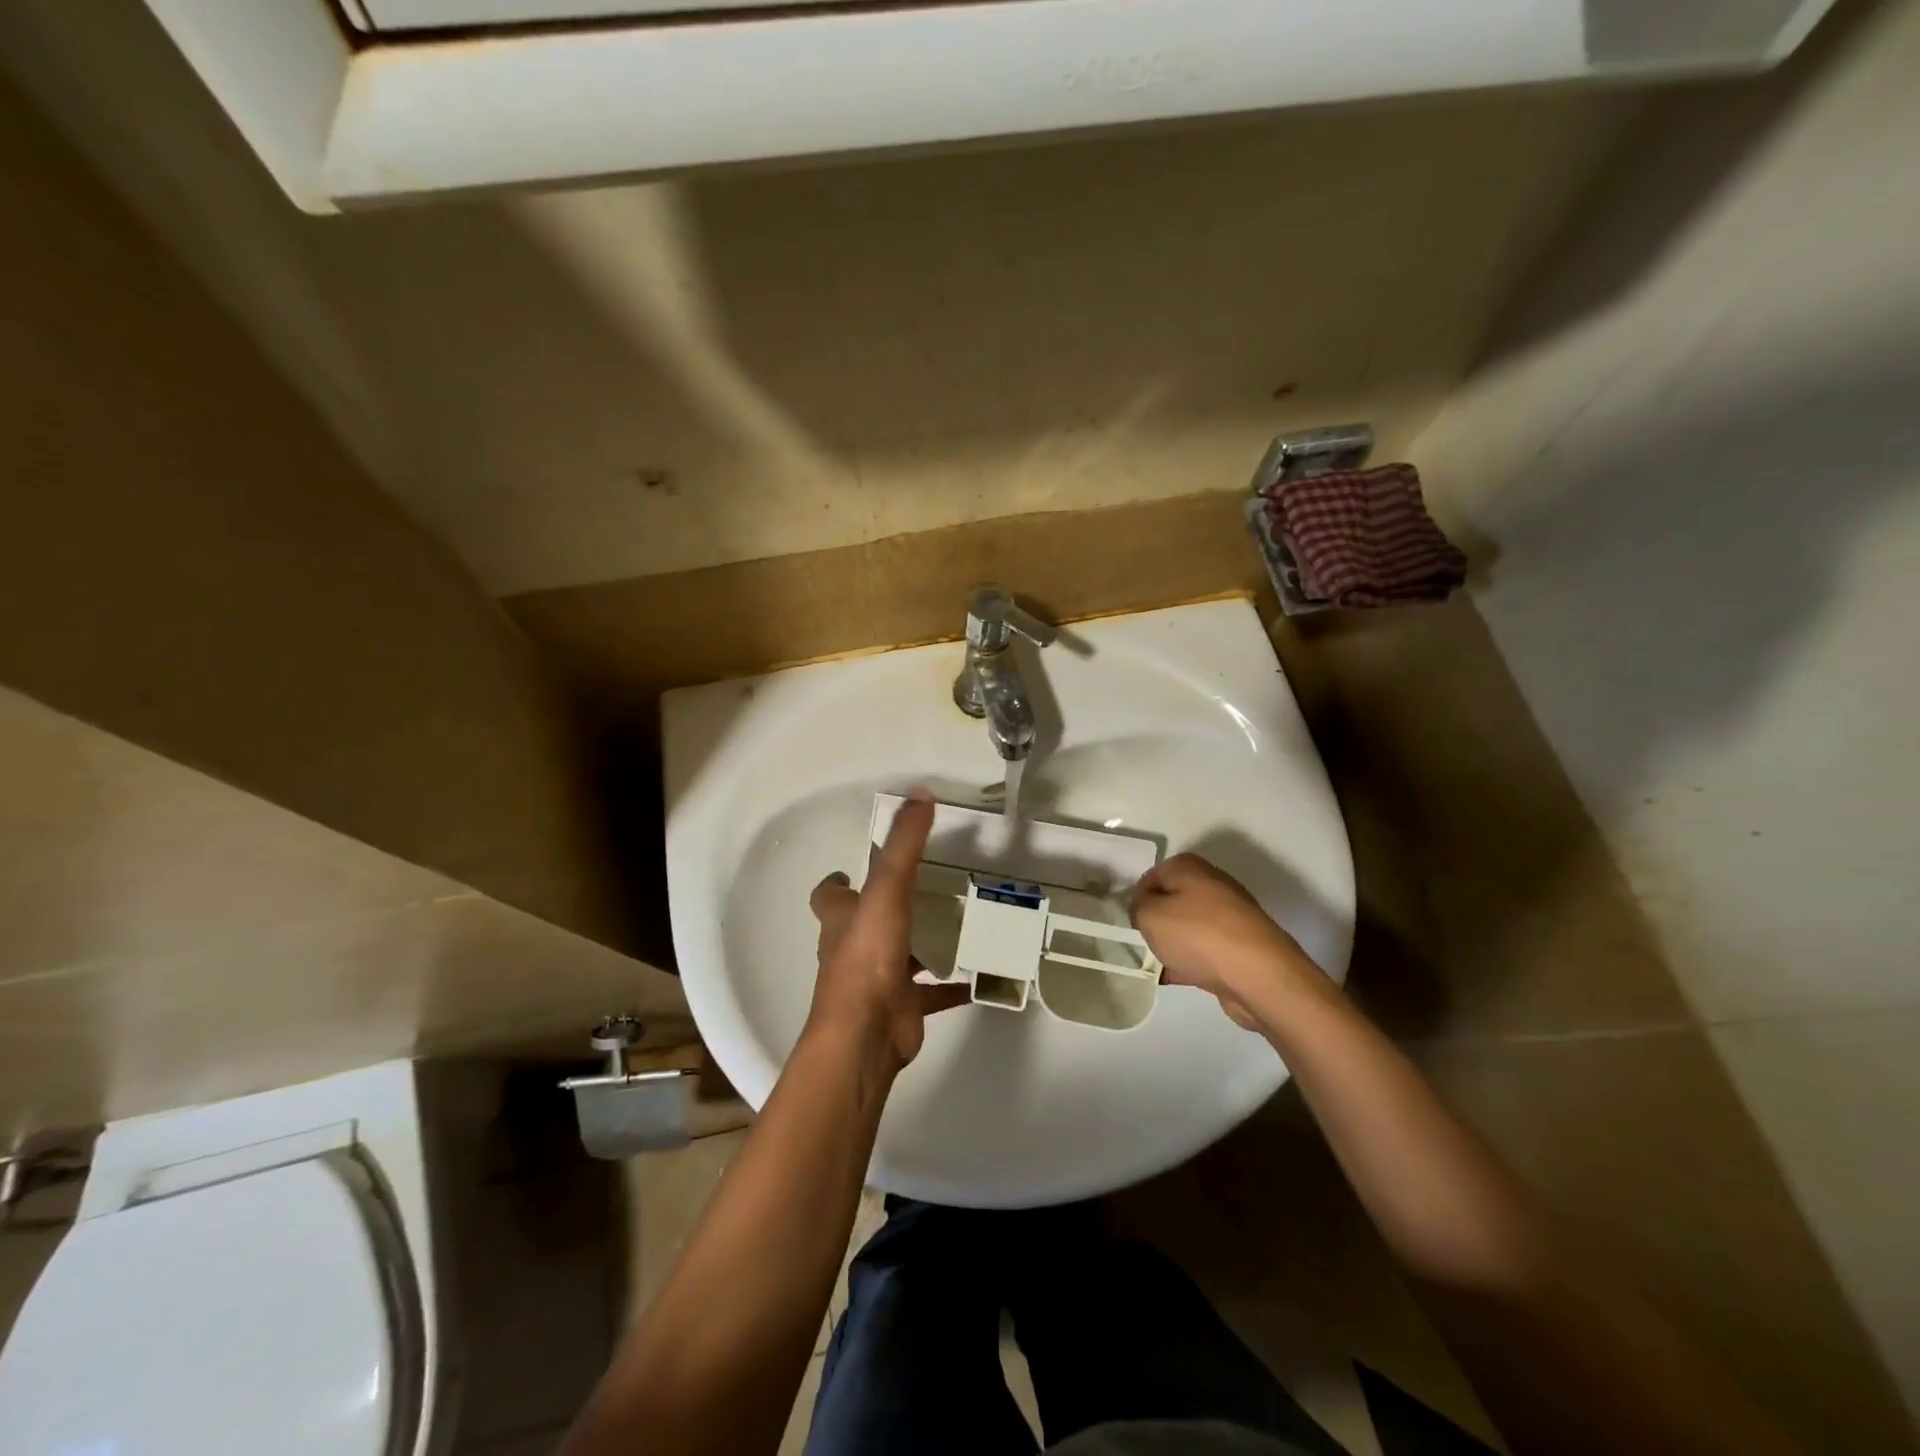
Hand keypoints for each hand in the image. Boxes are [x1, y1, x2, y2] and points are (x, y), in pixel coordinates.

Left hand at [807, 790, 969, 1071]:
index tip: (852, 869)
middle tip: (924, 886)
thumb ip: (904, 844)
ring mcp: (877, 980)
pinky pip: (929, 993)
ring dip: (920, 943)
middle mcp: (853, 947)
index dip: (837, 882)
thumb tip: (919, 793)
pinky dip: (949, 985)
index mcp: (842, 919)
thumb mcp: (887, 889)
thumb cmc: (869, 957)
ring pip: (898, 955)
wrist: (867, 1035)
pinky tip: (977, 976)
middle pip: (865, 922)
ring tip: (957, 923)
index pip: (829, 895)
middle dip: (887, 906)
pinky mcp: (901, 1007)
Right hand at [1130, 853, 1324, 1029]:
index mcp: (1190, 867)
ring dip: (1175, 942)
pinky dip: (1192, 960)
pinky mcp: (1242, 944)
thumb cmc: (1197, 935)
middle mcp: (1213, 883)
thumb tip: (1144, 907)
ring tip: (1161, 963)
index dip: (1138, 898)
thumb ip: (1138, 906)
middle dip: (1158, 920)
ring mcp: (1231, 915)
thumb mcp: (1149, 915)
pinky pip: (1207, 948)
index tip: (1132, 922)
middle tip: (1147, 941)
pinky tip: (1178, 977)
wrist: (1259, 975)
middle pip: (1174, 899)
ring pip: (1191, 925)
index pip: (1153, 876)